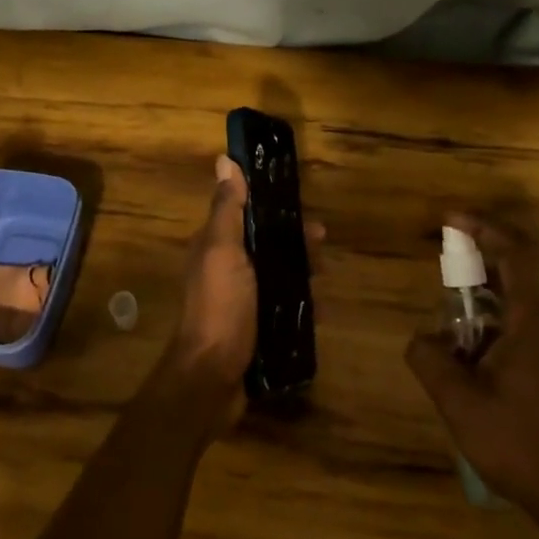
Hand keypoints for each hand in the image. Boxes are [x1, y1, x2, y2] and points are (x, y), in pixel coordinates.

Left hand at [159, 156, 321, 426]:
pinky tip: (322, 310)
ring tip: (325, 280)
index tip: (302, 207)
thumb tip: (224, 159)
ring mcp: (240, 301)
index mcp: (215, 246)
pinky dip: (302, 305)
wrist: (213, 379)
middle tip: (322, 247)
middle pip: (266, 245)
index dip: (273, 207)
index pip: (246, 214)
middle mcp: (226, 269)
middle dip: (294, 242)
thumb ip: (227, 209)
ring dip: (302, 273)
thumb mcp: (223, 251)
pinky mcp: (254, 328)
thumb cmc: (220, 307)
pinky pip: (283, 307)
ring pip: (277, 275)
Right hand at [405, 215, 538, 538]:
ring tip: (449, 332)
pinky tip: (471, 359)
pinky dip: (493, 326)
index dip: (483, 227)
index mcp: (534, 320)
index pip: (515, 253)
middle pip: (512, 275)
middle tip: (439, 277)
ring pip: (515, 305)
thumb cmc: (521, 444)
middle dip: (473, 268)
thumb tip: (422, 338)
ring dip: (480, 305)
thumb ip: (430, 359)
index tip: (450, 219)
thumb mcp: (460, 403)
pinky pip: (523, 328)